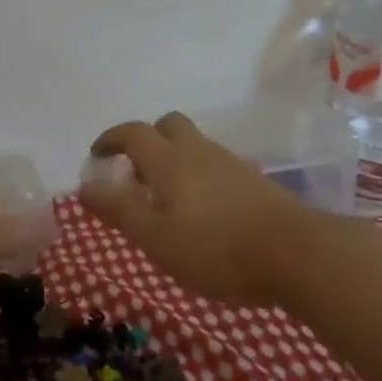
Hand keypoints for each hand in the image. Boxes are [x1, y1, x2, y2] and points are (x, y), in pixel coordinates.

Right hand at [79, 112, 310, 302]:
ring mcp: (231, 164)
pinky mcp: (255, 181)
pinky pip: (215, 165)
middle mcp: (199, 151)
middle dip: (146, 140)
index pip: (132, 133)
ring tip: (166, 199)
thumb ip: (118, 209)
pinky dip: (198, 175)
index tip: (96, 155)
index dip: (110, 139)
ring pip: (194, 145)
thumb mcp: (155, 237)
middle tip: (135, 173)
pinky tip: (202, 211)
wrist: (298, 254)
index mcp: (169, 160)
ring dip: (173, 159)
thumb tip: (84, 185)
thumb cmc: (215, 248)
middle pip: (168, 126)